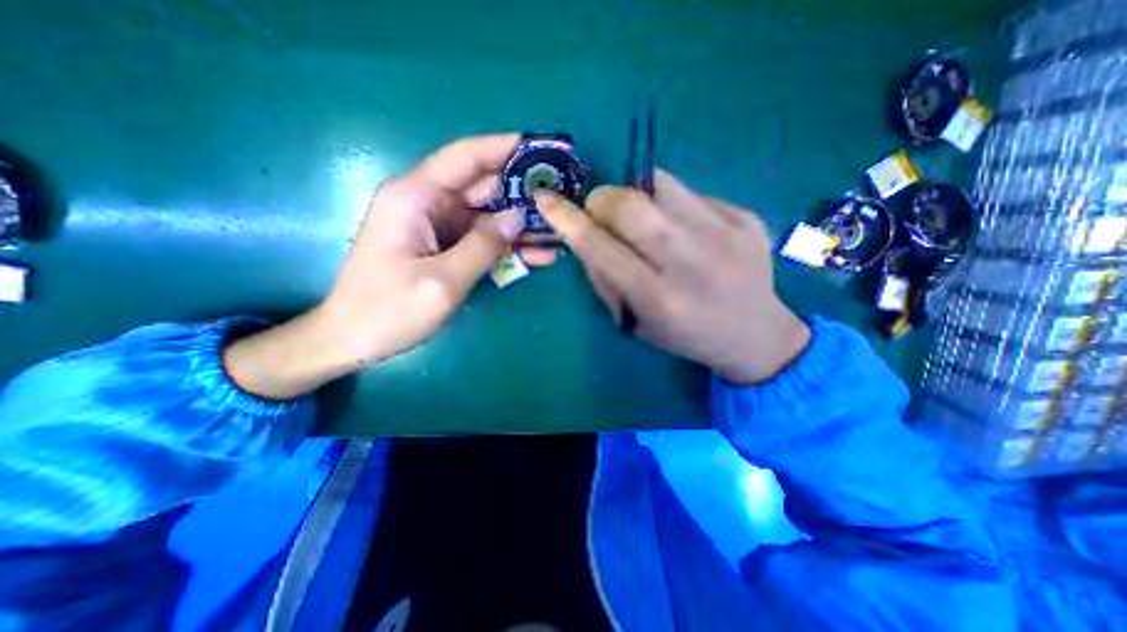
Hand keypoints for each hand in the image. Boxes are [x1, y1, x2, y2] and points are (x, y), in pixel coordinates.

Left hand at [228, 133, 533, 399]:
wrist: (351, 339)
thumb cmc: (388, 311)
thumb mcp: (442, 281)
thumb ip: (483, 246)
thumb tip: (518, 216)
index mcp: (415, 197)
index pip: (465, 158)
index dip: (503, 148)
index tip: (541, 147)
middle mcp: (426, 203)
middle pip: (481, 187)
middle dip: (522, 191)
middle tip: (561, 196)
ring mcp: (436, 226)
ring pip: (487, 215)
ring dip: (520, 224)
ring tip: (558, 230)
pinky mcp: (443, 246)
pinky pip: (481, 239)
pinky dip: (507, 246)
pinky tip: (538, 255)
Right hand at [537, 170, 809, 383]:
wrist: (755, 333)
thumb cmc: (685, 336)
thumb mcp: (636, 322)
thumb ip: (606, 278)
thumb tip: (586, 235)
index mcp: (660, 299)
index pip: (601, 248)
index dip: (568, 220)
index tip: (546, 200)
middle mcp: (692, 262)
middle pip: (630, 204)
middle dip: (601, 200)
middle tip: (600, 212)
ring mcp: (725, 233)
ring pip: (658, 184)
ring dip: (634, 195)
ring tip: (640, 217)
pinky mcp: (745, 216)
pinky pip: (689, 192)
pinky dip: (669, 203)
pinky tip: (680, 228)